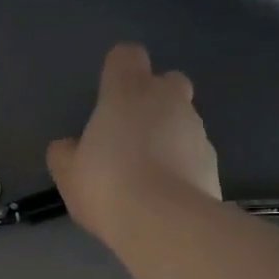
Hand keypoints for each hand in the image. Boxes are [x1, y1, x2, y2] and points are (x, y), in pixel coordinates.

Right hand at [48, 43, 221, 244]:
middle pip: (167, 82)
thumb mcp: (68, 174)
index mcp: (127, 91)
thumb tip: (67, 147)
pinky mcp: (213, 162)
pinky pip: (194, 155)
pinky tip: (166, 197)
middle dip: (154, 100)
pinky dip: (183, 168)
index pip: (126, 56)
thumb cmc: (107, 185)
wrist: (164, 222)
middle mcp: (167, 100)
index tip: (108, 97)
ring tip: (148, 177)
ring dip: (169, 138)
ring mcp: (196, 130)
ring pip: (184, 121)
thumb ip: (65, 154)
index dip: (118, 71)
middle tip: (132, 135)